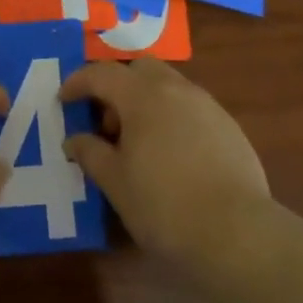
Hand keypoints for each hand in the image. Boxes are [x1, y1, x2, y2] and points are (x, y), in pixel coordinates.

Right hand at [61, 58, 269, 267]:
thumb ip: (90, 153)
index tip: (63, 100)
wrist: (238, 234)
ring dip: (146, 101)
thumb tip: (73, 140)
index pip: (101, 74)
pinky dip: (171, 117)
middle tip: (106, 122)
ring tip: (138, 142)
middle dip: (117, 86)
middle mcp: (175, 88)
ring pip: (168, 85)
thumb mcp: (116, 182)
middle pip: (139, 68)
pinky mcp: (229, 127)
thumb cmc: (164, 205)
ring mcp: (207, 105)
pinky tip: (171, 155)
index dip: (77, 83)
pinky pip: (190, 108)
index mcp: (142, 95)